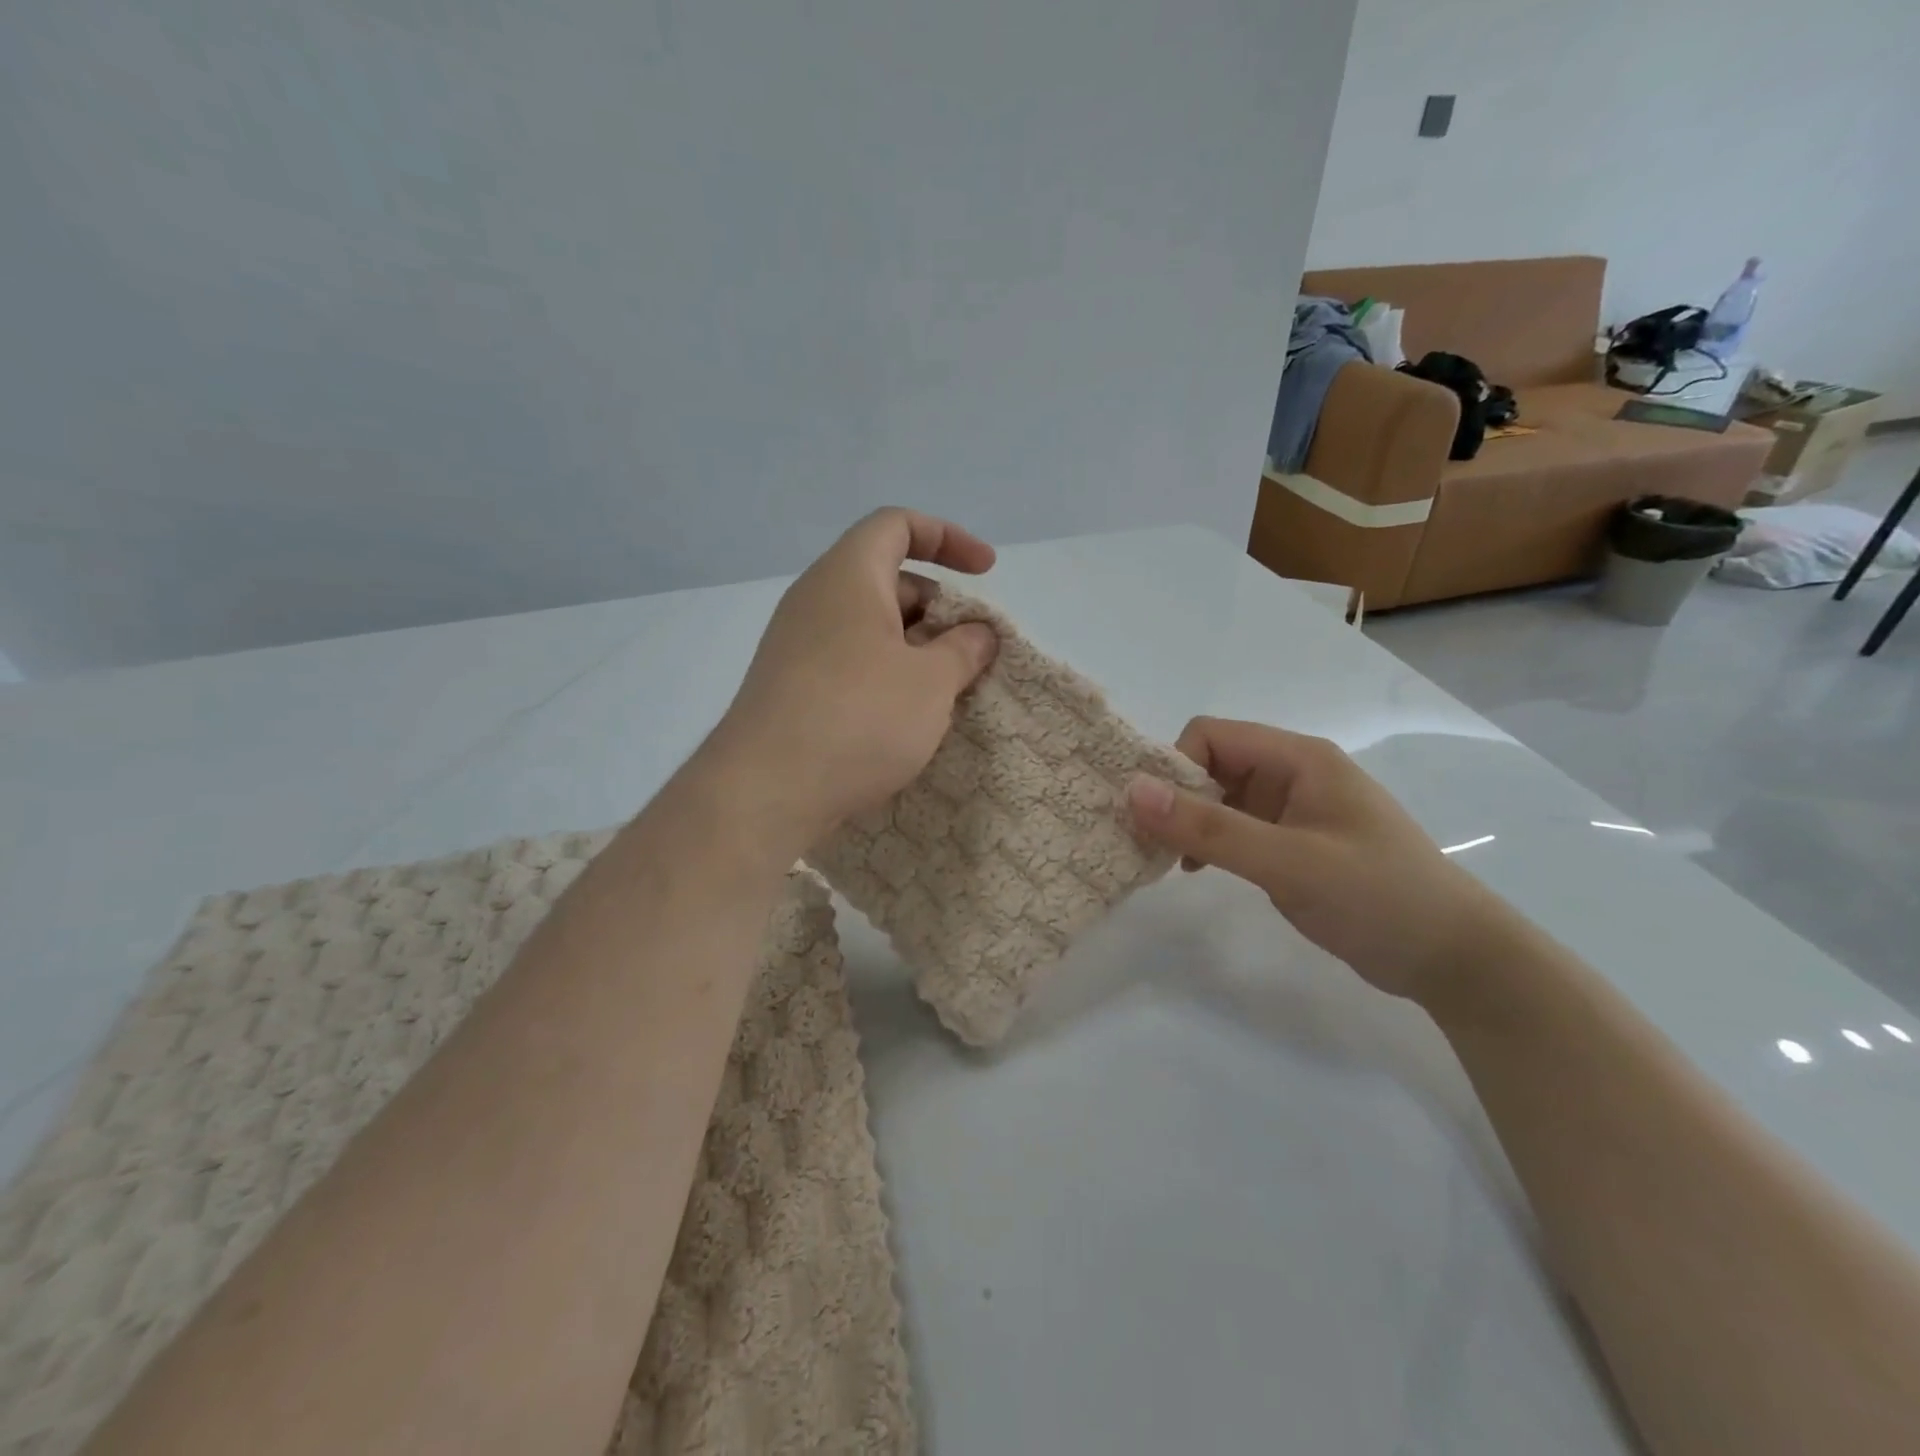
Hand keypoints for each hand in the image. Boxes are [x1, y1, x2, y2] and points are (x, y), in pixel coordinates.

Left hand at [708, 508, 999, 849]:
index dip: (948, 537)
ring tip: (947, 692)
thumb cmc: (860, 718)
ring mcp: (797, 645)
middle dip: (938, 608)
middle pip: (887, 579)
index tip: (986, 572)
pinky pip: (849, 662)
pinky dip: (886, 675)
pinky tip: (907, 719)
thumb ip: (964, 650)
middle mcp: (816, 600)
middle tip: (970, 652)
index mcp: (848, 576)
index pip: (898, 525)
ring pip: (869, 627)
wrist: (766, 791)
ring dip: (915, 649)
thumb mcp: (931, 682)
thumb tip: (978, 634)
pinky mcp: (791, 687)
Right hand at [1127, 718, 1503, 1002]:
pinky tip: (1197, 871)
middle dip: (1176, 798)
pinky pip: (1235, 827)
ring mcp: (1293, 809)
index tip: (1156, 818)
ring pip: (1219, 797)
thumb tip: (1133, 791)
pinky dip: (1209, 843)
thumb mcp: (1288, 861)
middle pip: (1212, 764)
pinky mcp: (1292, 842)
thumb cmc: (1377, 897)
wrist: (1453, 957)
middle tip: (1149, 844)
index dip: (1176, 768)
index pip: (1211, 736)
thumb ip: (1210, 828)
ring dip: (1190, 823)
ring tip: (1169, 862)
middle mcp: (1292, 773)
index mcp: (1298, 758)